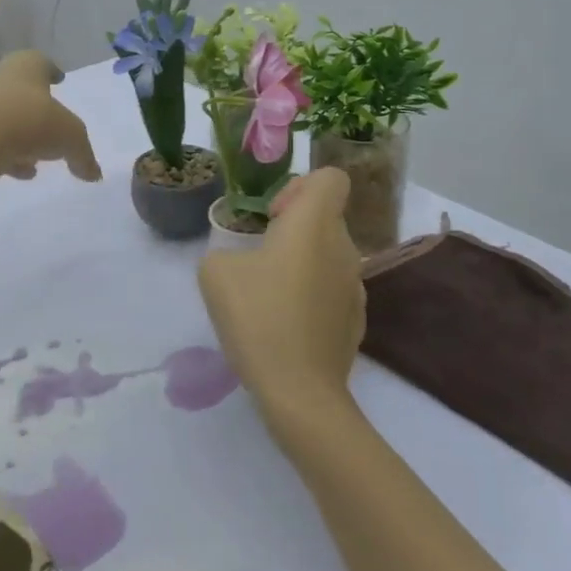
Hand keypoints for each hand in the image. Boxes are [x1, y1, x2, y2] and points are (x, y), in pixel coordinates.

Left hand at [0, 51, 103, 183]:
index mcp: (25, 65)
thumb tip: (94, 174)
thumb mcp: (71, 138)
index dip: (52, 72)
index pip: (41, 62)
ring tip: (33, 157)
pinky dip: (2, 151)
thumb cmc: (31, 122)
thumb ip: (83, 155)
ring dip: (17, 132)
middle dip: (33, 104)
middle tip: (46, 120)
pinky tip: (17, 172)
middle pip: (17, 86)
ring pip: (1, 113)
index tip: (59, 79)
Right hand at [197, 168, 366, 429]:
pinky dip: (312, 296)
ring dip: (302, 264)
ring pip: (328, 255)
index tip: (274, 216)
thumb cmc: (258, 318)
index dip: (300, 186)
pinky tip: (287, 325)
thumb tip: (241, 260)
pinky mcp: (356, 320)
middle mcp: (344, 246)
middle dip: (294, 228)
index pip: (331, 178)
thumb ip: (225, 250)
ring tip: (270, 296)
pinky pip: (332, 290)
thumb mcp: (215, 273)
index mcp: (315, 223)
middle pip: (325, 217)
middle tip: (260, 257)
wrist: (299, 391)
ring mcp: (355, 286)